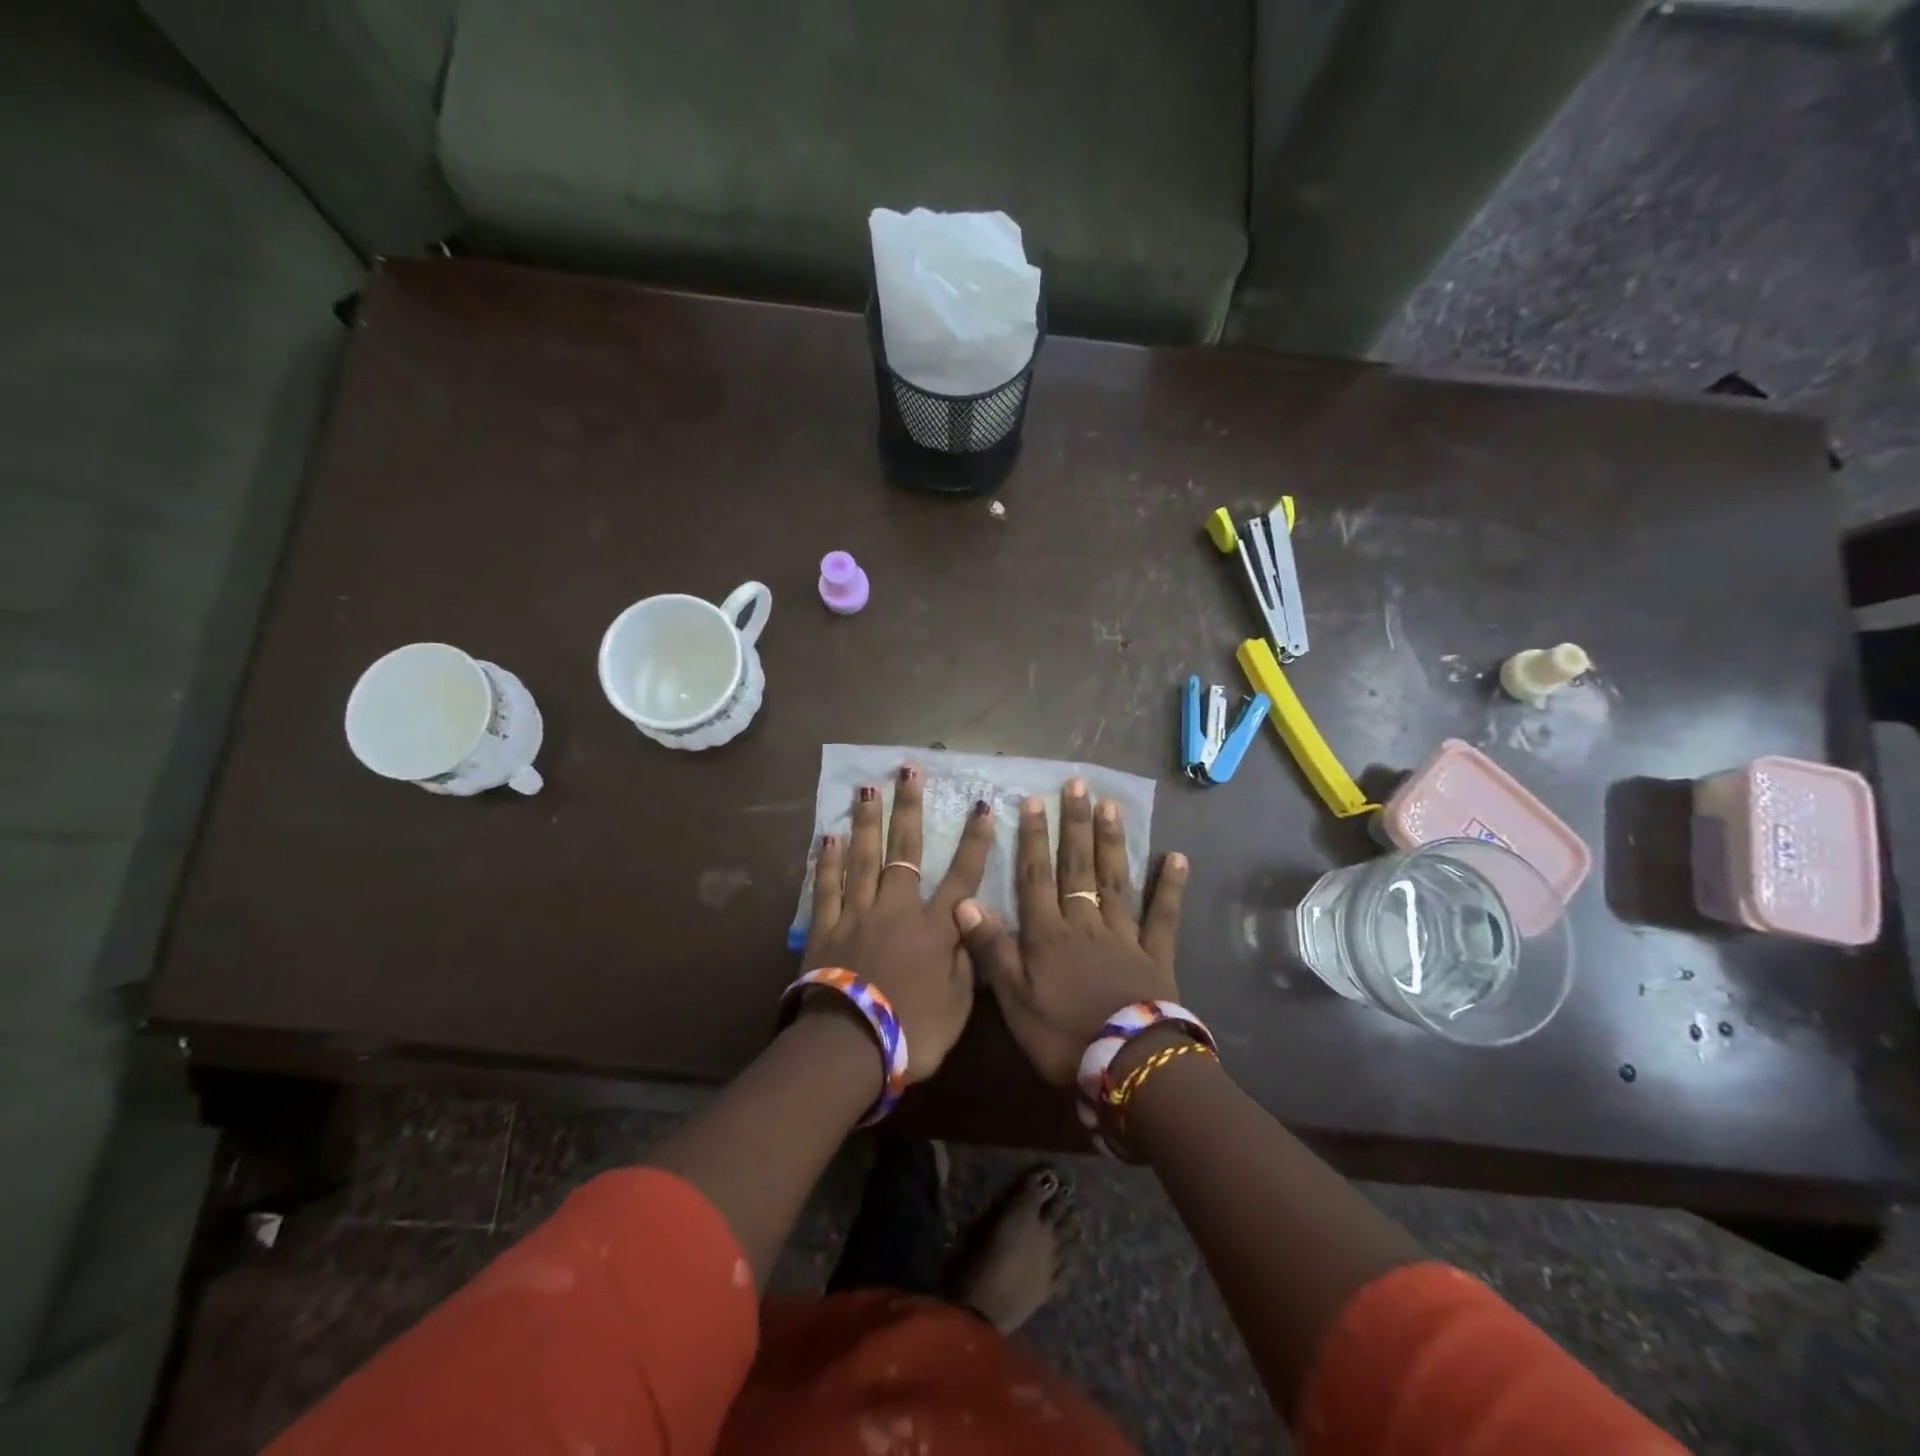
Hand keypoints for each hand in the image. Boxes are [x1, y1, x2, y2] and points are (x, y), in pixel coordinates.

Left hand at [803, 765, 995, 1082]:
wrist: (852, 1048)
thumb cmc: (913, 1032)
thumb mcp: (959, 1005)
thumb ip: (967, 959)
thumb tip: (972, 923)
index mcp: (936, 927)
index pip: (963, 875)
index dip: (975, 840)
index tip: (983, 806)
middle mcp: (898, 908)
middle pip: (906, 850)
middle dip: (910, 808)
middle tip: (909, 769)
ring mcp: (858, 913)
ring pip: (865, 858)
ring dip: (869, 821)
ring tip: (869, 787)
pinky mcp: (825, 927)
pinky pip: (827, 886)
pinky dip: (829, 861)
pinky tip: (830, 835)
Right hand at [954, 778, 1188, 1085]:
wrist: (1128, 1066)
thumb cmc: (1062, 1036)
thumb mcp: (1013, 999)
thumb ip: (991, 949)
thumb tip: (964, 902)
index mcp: (1049, 935)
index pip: (1036, 877)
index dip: (1033, 839)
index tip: (1034, 801)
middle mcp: (1085, 924)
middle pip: (1078, 867)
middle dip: (1074, 825)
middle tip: (1077, 785)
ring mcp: (1124, 936)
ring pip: (1115, 881)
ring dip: (1112, 842)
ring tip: (1111, 805)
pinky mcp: (1156, 956)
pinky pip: (1163, 917)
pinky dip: (1170, 887)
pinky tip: (1178, 856)